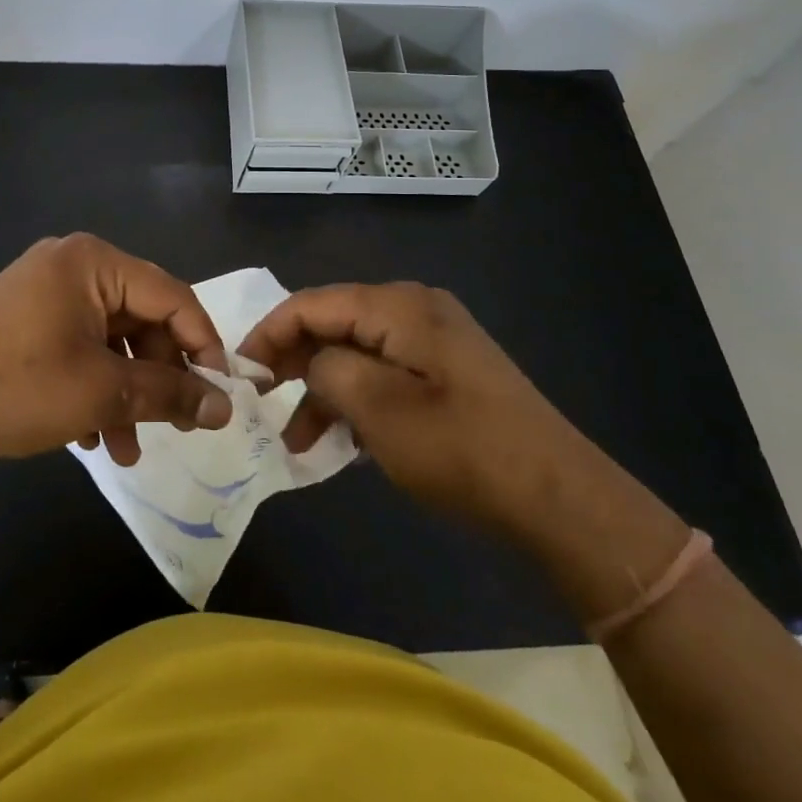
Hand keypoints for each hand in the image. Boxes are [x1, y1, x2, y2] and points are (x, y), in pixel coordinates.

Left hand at [0, 234, 231, 469]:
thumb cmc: (16, 388)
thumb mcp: (102, 392)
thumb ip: (170, 394)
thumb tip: (224, 406)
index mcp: (93, 262)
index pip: (171, 296)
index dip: (203, 344)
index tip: (222, 392)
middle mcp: (72, 264)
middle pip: (140, 318)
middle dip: (159, 377)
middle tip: (177, 426)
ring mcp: (46, 289)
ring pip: (110, 339)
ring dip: (125, 392)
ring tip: (127, 450)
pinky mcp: (28, 316)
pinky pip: (79, 344)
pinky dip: (93, 385)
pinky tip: (91, 434)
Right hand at [237, 282, 601, 536]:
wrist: (560, 498)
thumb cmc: (461, 449)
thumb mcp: (379, 410)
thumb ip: (328, 370)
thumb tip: (312, 362)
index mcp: (398, 306)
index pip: (312, 303)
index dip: (270, 333)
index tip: (240, 371)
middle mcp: (415, 309)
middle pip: (334, 322)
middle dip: (294, 361)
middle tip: (263, 402)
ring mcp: (435, 340)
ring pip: (356, 352)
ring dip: (323, 389)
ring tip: (296, 438)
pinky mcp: (447, 371)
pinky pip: (384, 371)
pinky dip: (356, 399)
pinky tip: (340, 439)